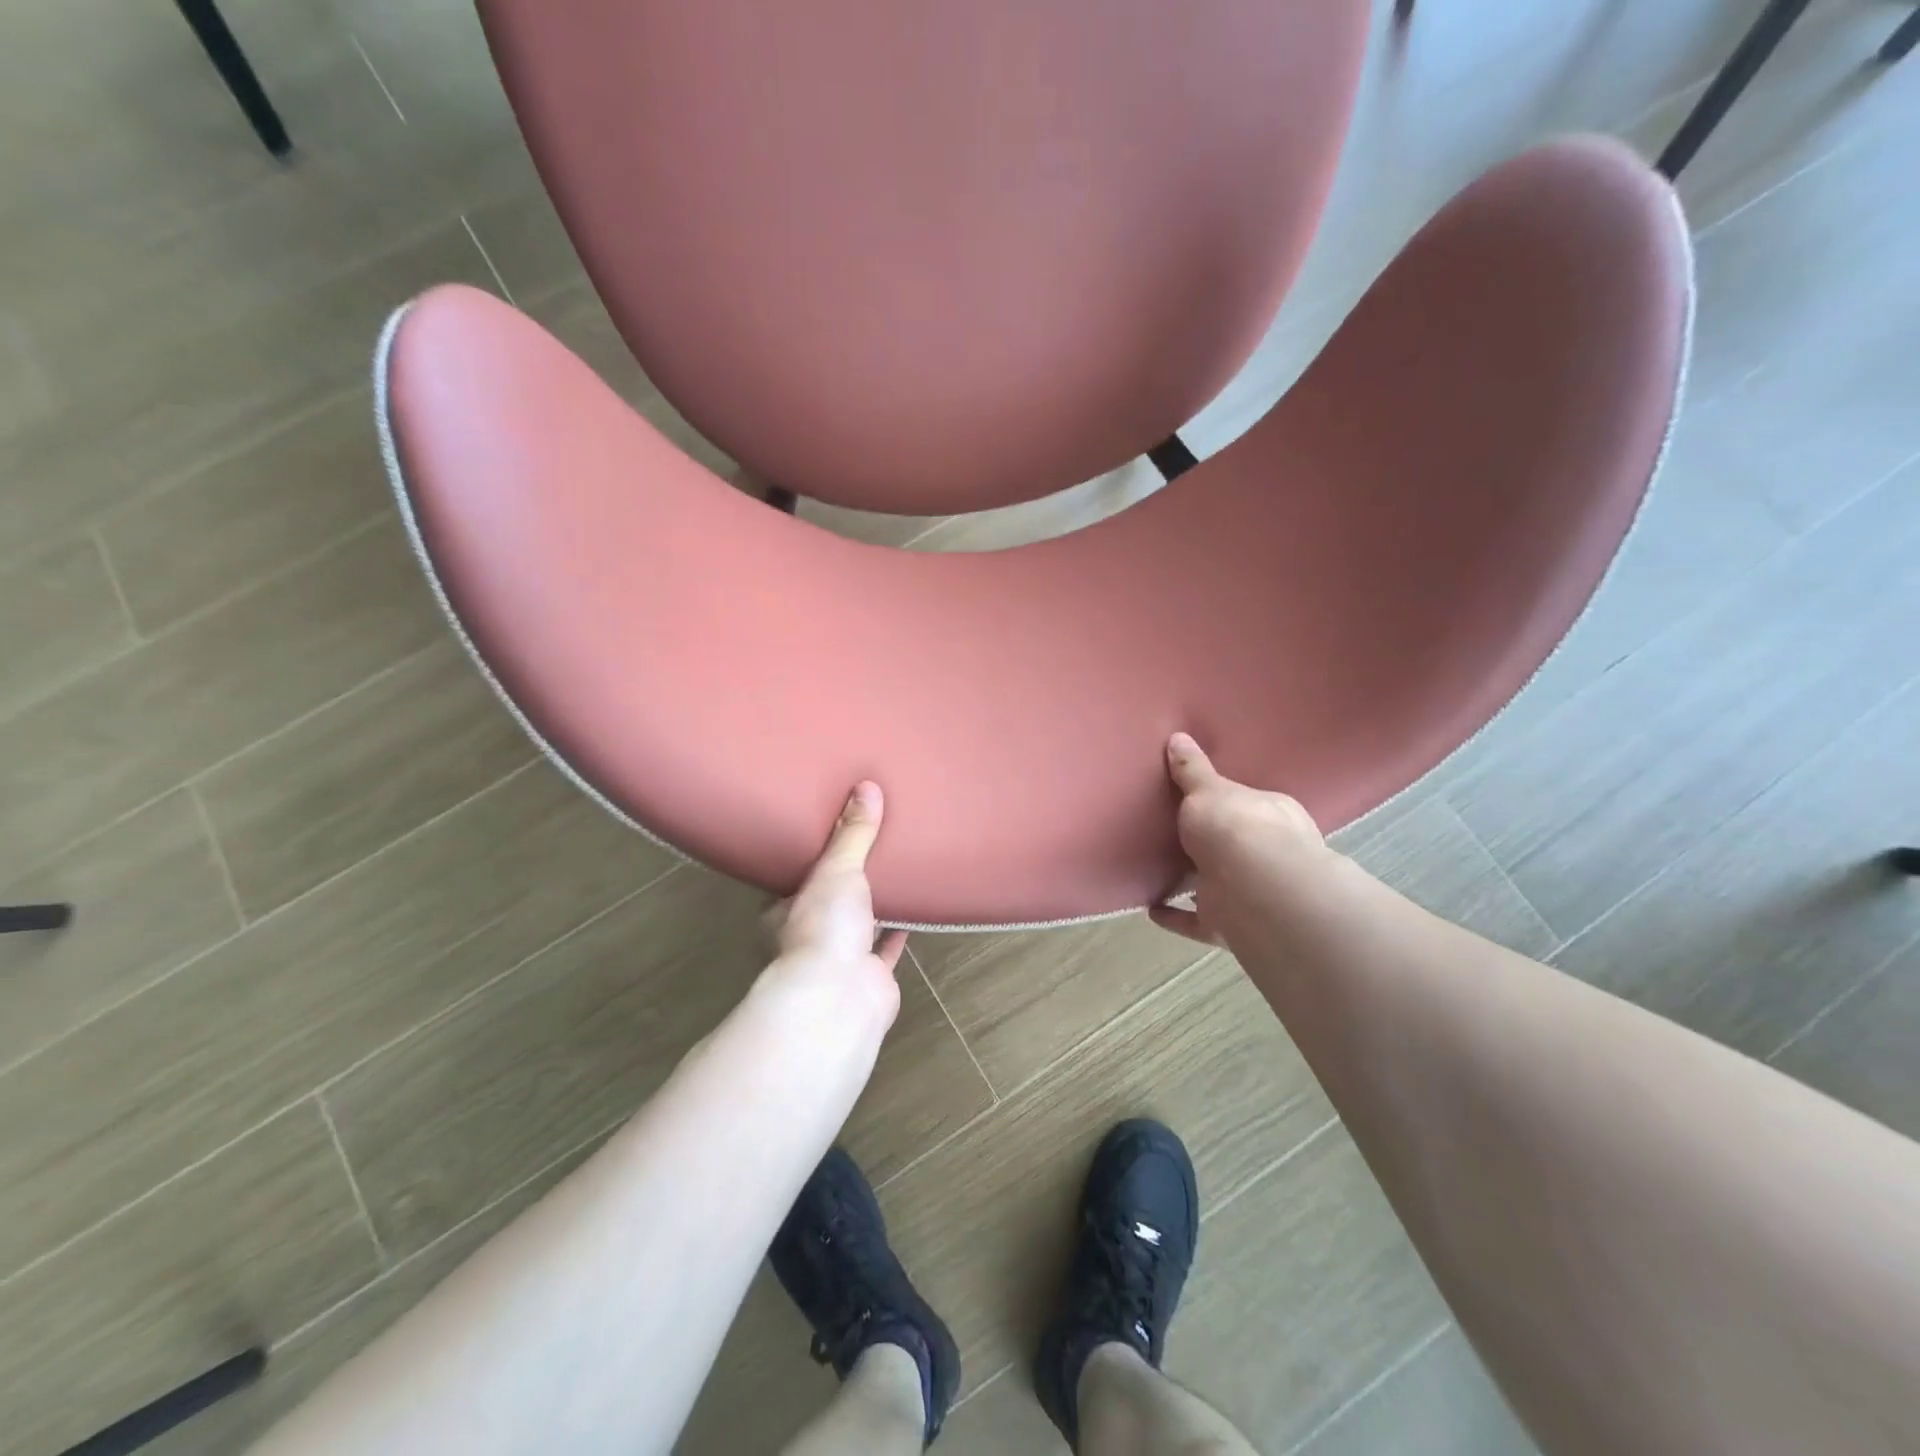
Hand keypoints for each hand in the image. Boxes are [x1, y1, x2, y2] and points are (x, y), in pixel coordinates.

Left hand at [758, 781, 906, 1029]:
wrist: (839, 997)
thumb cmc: (823, 926)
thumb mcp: (837, 869)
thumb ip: (853, 833)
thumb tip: (866, 786)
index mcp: (785, 911)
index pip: (795, 880)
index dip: (810, 861)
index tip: (828, 840)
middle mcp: (808, 936)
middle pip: (827, 903)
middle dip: (844, 885)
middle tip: (867, 853)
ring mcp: (838, 961)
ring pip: (856, 927)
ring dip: (872, 909)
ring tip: (892, 875)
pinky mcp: (870, 978)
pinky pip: (885, 949)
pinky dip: (897, 934)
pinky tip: (913, 914)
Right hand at [1150, 732, 1330, 948]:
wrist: (1253, 890)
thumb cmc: (1236, 827)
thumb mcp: (1208, 789)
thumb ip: (1192, 770)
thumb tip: (1178, 737)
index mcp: (1272, 816)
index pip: (1251, 805)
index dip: (1230, 803)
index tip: (1203, 801)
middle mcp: (1269, 855)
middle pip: (1237, 847)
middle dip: (1214, 845)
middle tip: (1177, 835)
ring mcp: (1251, 893)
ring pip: (1219, 885)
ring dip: (1194, 882)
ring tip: (1158, 871)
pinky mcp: (1230, 924)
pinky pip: (1197, 920)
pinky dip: (1176, 917)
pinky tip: (1151, 909)